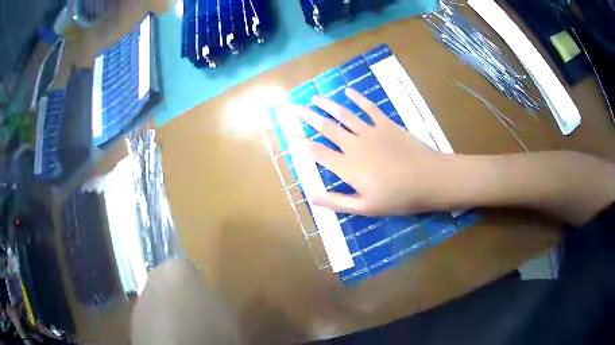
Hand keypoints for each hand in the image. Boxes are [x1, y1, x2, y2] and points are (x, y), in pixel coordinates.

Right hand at [296, 88, 450, 215]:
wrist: (428, 179)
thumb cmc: (398, 197)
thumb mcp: (366, 208)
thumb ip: (337, 202)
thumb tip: (312, 197)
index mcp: (348, 167)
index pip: (318, 152)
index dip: (302, 143)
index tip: (290, 133)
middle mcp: (354, 145)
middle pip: (326, 128)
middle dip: (308, 117)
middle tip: (295, 107)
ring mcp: (370, 131)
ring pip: (343, 114)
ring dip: (328, 105)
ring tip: (315, 97)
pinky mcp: (386, 124)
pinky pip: (369, 107)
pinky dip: (358, 98)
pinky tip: (349, 91)